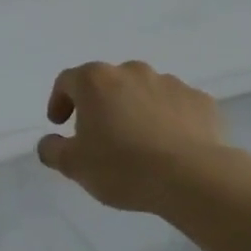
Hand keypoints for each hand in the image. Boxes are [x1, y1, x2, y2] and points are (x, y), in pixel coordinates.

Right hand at [36, 60, 227, 212]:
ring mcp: (170, 83)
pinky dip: (167, 119)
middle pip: (107, 83)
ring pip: (142, 92)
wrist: (193, 178)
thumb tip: (50, 142)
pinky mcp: (201, 101)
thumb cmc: (122, 167)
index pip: (67, 81)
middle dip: (99, 104)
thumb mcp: (73, 165)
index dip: (59, 101)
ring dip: (134, 109)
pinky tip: (168, 145)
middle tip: (99, 134)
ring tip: (137, 142)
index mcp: (95, 81)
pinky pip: (175, 106)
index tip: (60, 125)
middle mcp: (131, 72)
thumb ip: (52, 150)